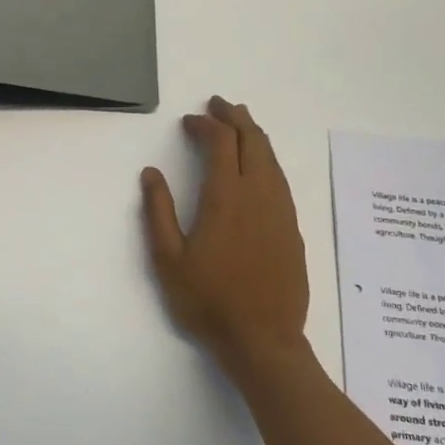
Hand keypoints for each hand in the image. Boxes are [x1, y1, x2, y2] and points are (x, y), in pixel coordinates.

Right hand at [141, 97, 311, 373]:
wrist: (263, 340)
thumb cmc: (208, 301)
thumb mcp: (168, 259)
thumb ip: (158, 211)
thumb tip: (151, 173)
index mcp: (225, 198)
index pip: (220, 143)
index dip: (205, 125)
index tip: (188, 122)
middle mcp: (259, 196)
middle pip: (253, 141)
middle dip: (235, 117)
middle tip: (219, 105)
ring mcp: (281, 212)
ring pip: (271, 158)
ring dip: (254, 135)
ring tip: (240, 124)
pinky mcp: (293, 229)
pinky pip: (280, 179)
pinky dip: (267, 159)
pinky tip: (259, 166)